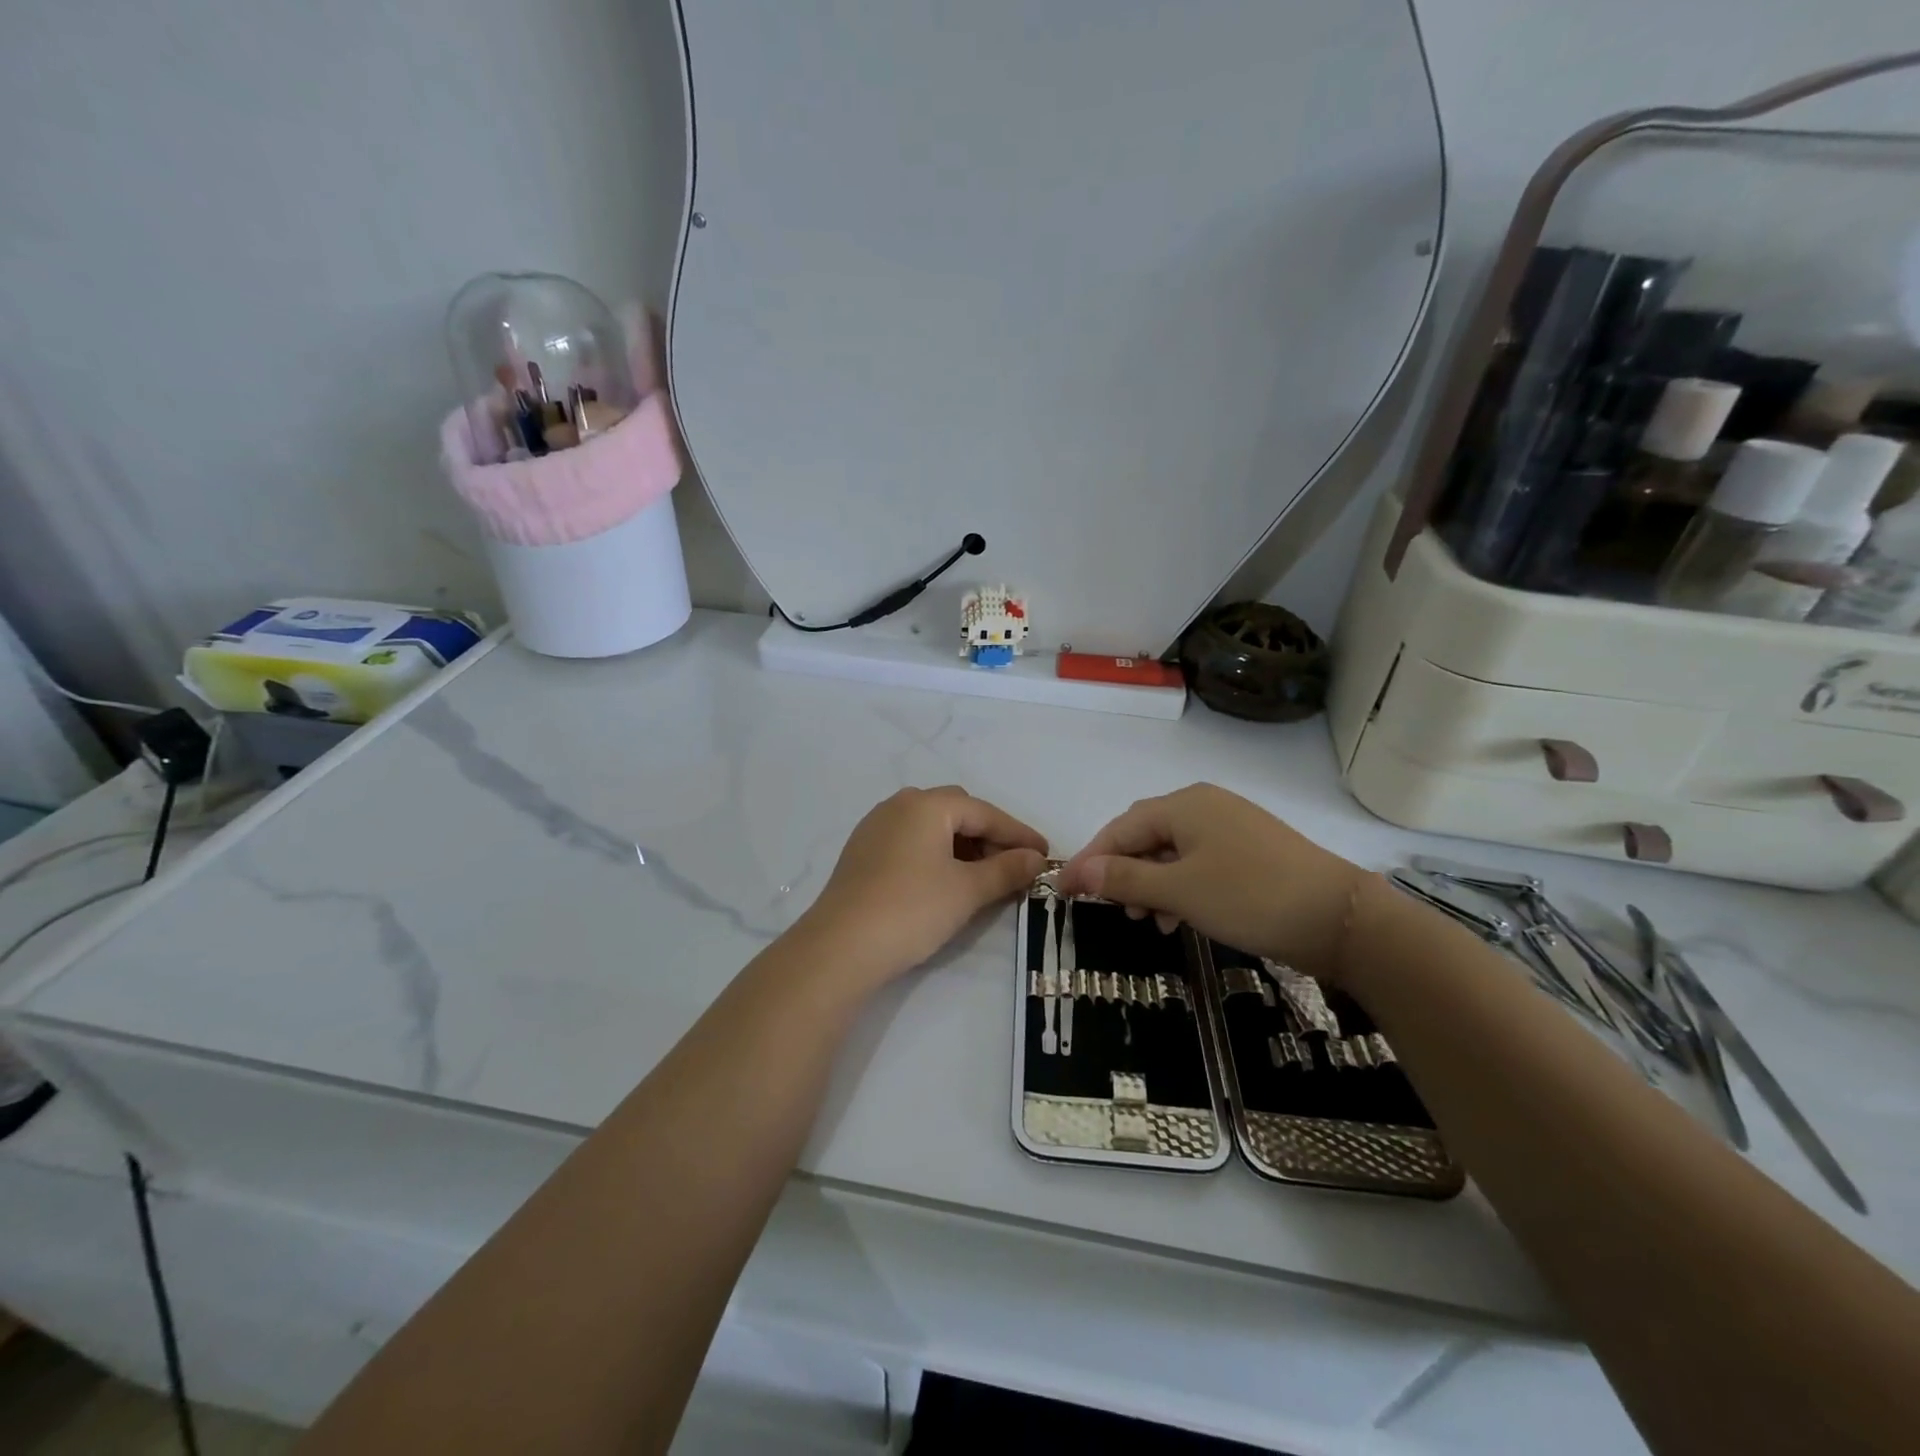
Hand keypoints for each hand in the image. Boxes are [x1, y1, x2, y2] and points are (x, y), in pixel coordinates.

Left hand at [799, 786, 1047, 987]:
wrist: (840, 947)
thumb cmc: (912, 910)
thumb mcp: (967, 890)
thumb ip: (1006, 869)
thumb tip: (1035, 858)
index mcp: (926, 805)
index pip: (984, 812)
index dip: (1018, 834)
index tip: (1045, 854)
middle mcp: (899, 805)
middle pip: (957, 811)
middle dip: (989, 835)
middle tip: (1012, 866)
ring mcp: (876, 827)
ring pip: (931, 826)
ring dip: (962, 845)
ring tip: (982, 876)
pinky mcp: (862, 852)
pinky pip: (910, 841)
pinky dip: (935, 854)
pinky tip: (944, 881)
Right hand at [1057, 783, 1365, 980]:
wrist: (1342, 918)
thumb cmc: (1250, 896)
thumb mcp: (1179, 890)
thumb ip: (1124, 878)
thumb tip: (1077, 871)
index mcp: (1183, 805)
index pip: (1120, 828)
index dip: (1090, 860)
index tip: (1064, 892)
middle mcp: (1204, 806)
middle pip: (1145, 836)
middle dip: (1122, 873)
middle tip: (1110, 909)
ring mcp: (1231, 827)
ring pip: (1172, 853)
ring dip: (1151, 884)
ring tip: (1146, 921)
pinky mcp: (1251, 851)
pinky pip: (1198, 863)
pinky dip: (1180, 887)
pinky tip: (1179, 918)